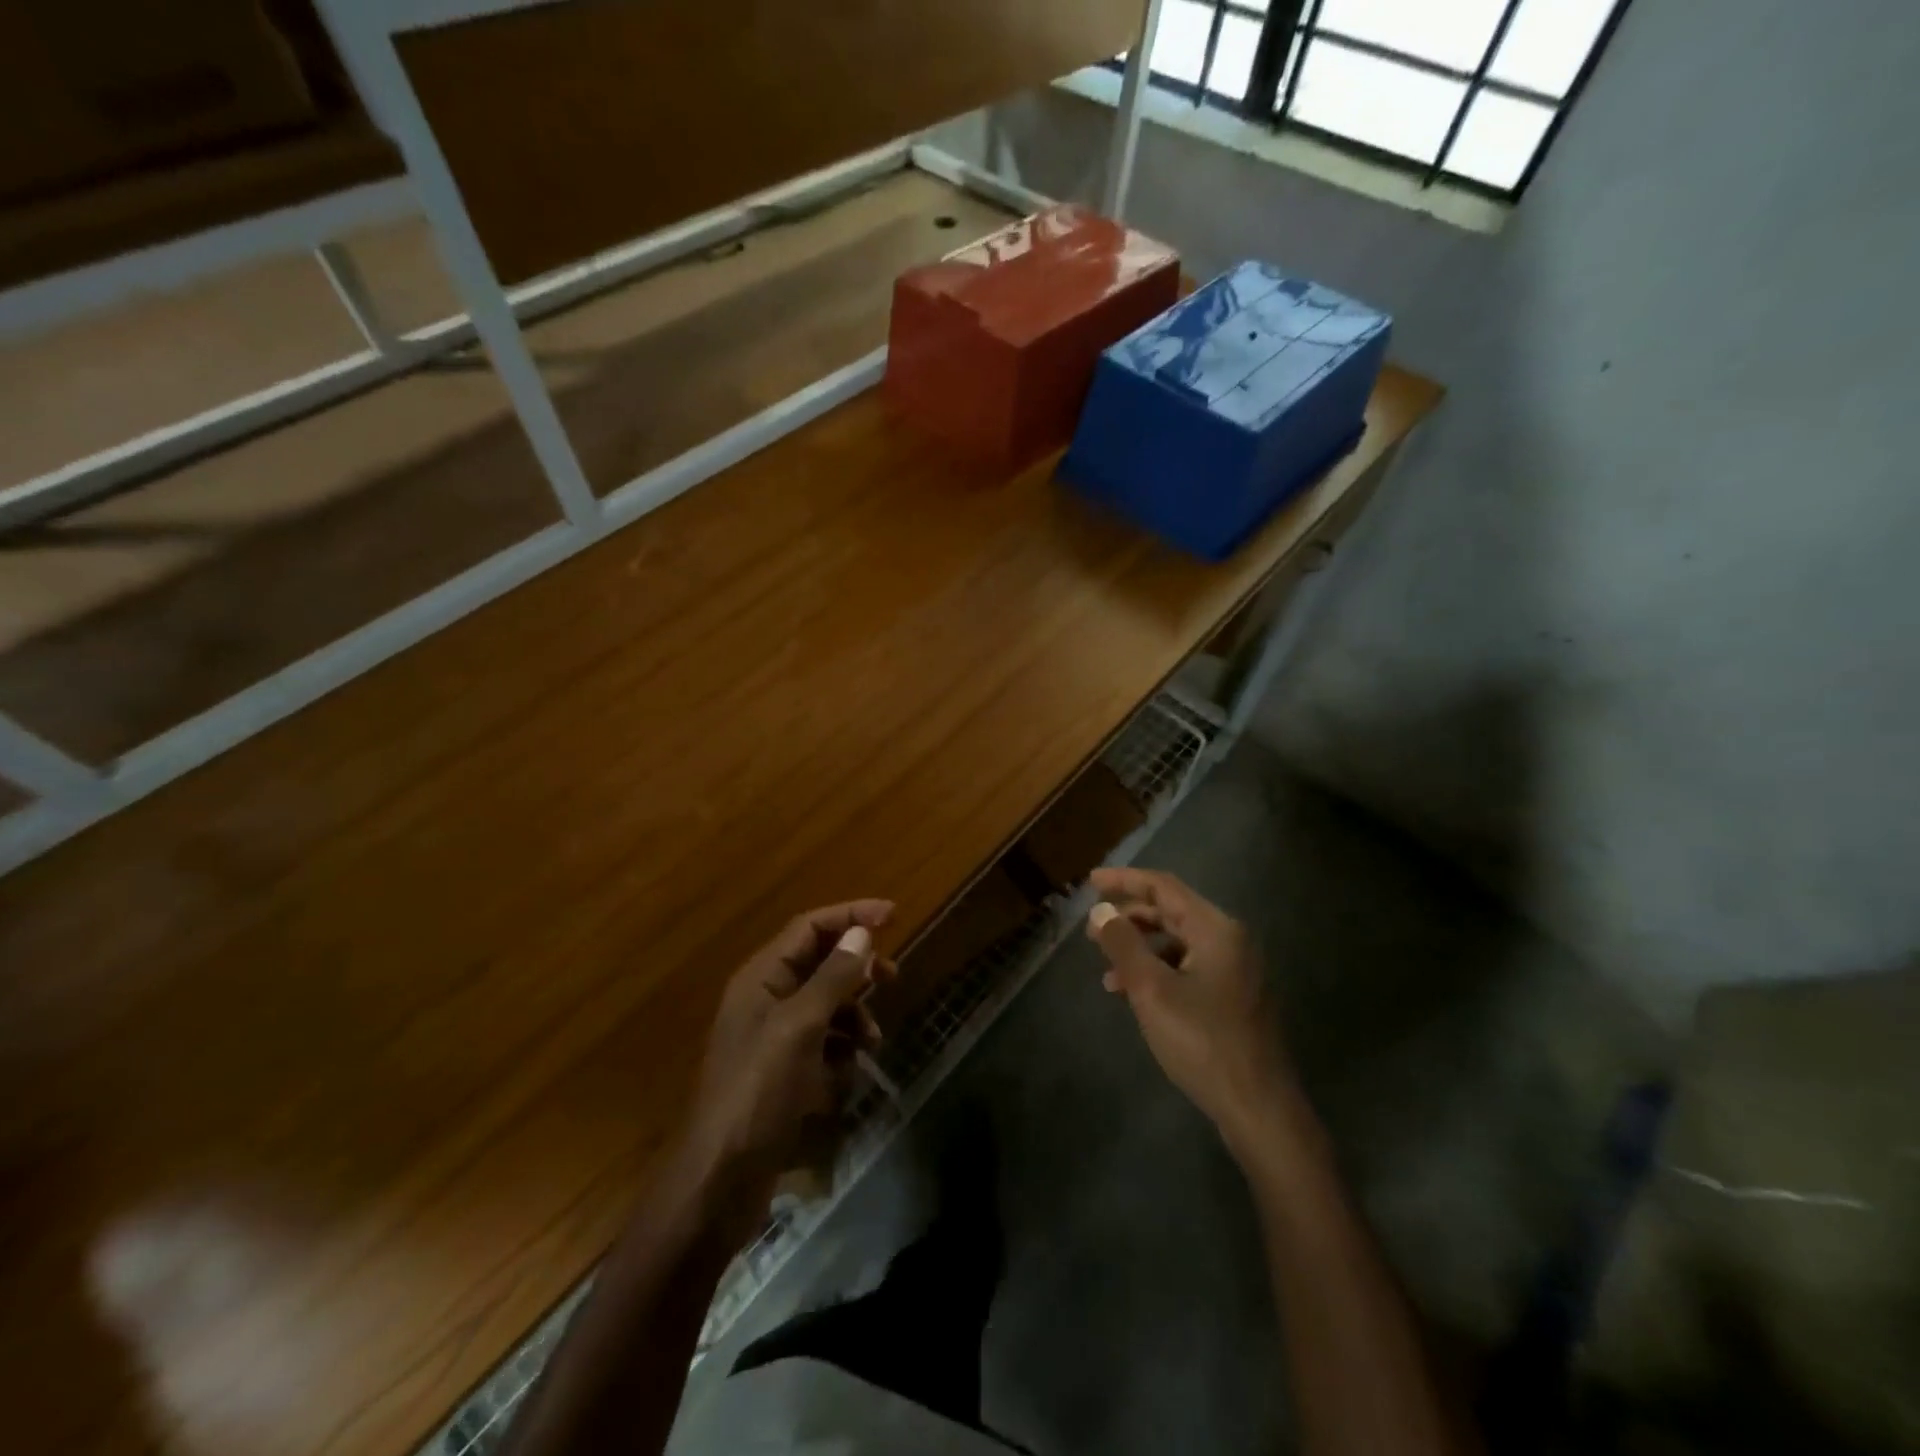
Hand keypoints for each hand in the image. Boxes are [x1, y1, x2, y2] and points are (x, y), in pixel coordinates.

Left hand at [684, 900, 894, 1199]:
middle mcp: (766, 998)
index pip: (810, 926)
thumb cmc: (758, 1092)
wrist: (720, 1181)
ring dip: (854, 1014)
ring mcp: (774, 1037)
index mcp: (762, 977)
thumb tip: (863, 933)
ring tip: (872, 1041)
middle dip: (857, 968)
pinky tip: (848, 1073)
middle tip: (893, 978)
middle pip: (820, 962)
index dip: (851, 915)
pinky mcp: (784, 1072)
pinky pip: (823, 1043)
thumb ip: (833, 978)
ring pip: (826, 1004)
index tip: (894, 915)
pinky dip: (841, 1049)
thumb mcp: (800, 1028)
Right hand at [1085, 868, 1289, 1142]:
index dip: (1125, 881)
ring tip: (1107, 971)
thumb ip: (1123, 944)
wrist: (1259, 1109)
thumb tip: (1101, 911)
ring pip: (1179, 943)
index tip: (1091, 882)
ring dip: (1141, 949)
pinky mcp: (1234, 998)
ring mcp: (1236, 971)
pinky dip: (1158, 972)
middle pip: (1172, 912)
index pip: (1164, 887)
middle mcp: (1230, 941)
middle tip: (1093, 931)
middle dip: (1130, 918)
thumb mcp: (1151, 989)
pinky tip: (1135, 995)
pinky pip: (1189, 968)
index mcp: (1216, 929)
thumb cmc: (1202, 1041)